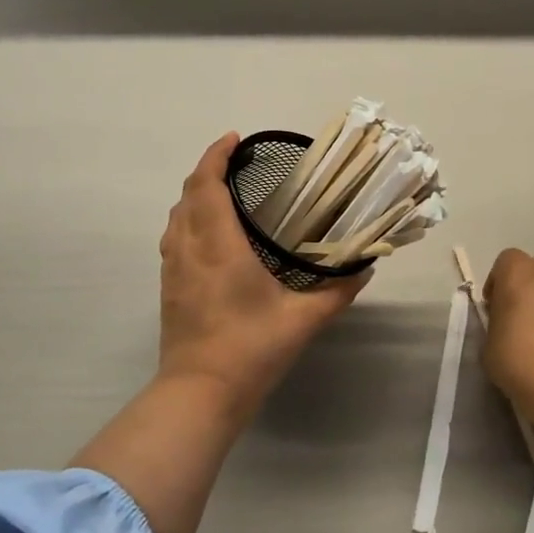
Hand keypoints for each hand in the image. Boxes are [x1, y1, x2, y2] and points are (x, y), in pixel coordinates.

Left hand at [157, 133, 368, 421]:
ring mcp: (173, 270)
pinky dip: (188, 222)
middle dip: (207, 171)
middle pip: (187, 196)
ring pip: (176, 218)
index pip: (207, 185)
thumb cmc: (252, 349)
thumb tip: (365, 268)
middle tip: (236, 165)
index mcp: (220, 246)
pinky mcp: (169, 289)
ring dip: (194, 196)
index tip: (234, 139)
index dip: (216, 156)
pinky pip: (173, 240)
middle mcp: (190, 250)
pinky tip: (210, 238)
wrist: (200, 393)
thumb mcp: (304, 320)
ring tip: (223, 194)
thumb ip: (337, 291)